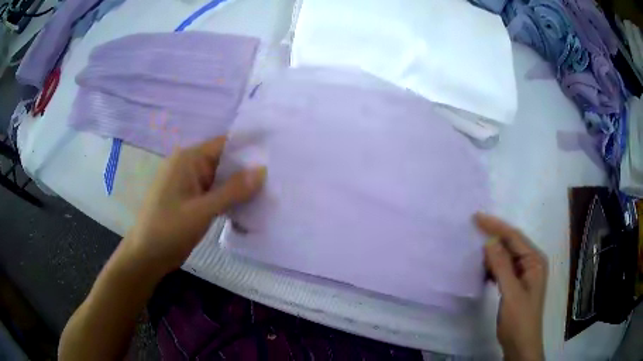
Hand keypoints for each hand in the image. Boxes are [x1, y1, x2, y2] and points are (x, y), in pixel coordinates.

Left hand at [123, 136, 265, 276]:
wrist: (146, 255)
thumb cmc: (169, 229)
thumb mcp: (202, 210)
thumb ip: (233, 190)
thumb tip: (262, 170)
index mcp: (188, 159)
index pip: (225, 144)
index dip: (249, 146)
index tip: (275, 152)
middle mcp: (189, 166)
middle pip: (224, 161)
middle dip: (247, 170)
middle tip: (278, 177)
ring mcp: (189, 184)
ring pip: (220, 179)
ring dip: (240, 187)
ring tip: (270, 192)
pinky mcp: (191, 200)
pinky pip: (214, 193)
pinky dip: (229, 199)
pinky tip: (248, 208)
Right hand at [475, 213, 546, 360]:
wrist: (520, 343)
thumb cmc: (519, 319)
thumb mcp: (511, 293)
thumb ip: (502, 266)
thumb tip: (490, 241)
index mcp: (535, 261)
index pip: (515, 237)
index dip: (496, 226)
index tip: (477, 217)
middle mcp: (531, 263)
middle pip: (511, 244)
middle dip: (494, 237)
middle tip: (473, 231)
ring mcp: (524, 274)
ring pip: (506, 256)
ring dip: (492, 254)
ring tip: (476, 252)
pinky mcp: (516, 284)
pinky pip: (504, 269)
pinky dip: (493, 268)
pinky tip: (483, 271)